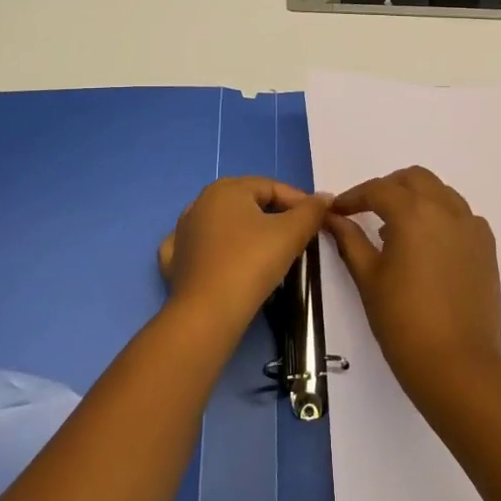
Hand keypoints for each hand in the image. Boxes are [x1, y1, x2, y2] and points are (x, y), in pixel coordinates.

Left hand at [158, 177, 329, 326]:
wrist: (208, 313)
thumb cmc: (251, 263)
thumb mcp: (290, 233)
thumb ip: (311, 211)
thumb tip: (325, 198)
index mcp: (226, 189)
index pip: (272, 187)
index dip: (299, 201)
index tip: (318, 220)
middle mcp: (200, 202)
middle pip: (247, 202)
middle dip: (275, 215)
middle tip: (298, 235)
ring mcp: (183, 231)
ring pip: (225, 224)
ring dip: (248, 231)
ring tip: (270, 250)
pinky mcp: (176, 260)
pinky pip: (203, 246)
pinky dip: (218, 249)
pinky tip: (226, 259)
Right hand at [325, 166, 500, 396]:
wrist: (457, 364)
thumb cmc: (403, 321)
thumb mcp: (368, 278)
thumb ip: (349, 240)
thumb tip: (332, 218)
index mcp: (414, 212)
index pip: (378, 190)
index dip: (354, 197)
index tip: (337, 212)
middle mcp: (447, 209)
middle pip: (415, 179)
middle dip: (388, 188)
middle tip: (366, 211)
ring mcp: (472, 227)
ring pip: (442, 193)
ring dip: (417, 199)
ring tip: (396, 229)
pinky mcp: (487, 247)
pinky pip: (462, 216)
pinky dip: (442, 217)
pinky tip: (429, 245)